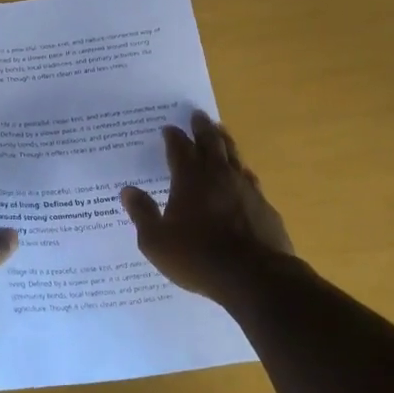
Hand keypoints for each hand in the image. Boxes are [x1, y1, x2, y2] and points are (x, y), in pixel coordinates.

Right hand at [121, 111, 293, 301]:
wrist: (255, 277)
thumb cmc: (198, 258)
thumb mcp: (156, 242)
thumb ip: (142, 213)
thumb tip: (128, 191)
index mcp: (190, 180)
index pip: (179, 149)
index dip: (173, 137)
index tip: (168, 128)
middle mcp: (219, 176)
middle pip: (211, 143)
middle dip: (202, 128)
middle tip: (198, 115)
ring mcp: (246, 189)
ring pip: (234, 156)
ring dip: (225, 141)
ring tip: (220, 131)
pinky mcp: (265, 206)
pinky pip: (250, 179)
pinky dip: (242, 171)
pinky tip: (243, 175)